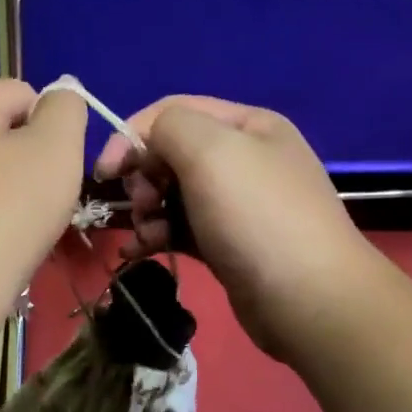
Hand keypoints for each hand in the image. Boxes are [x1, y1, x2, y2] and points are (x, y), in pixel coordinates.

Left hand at [0, 79, 88, 327]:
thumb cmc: (5, 215)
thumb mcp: (56, 150)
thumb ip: (66, 110)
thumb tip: (58, 101)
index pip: (20, 93)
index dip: (50, 129)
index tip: (57, 173)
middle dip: (24, 163)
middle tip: (39, 205)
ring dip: (1, 194)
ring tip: (12, 233)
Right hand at [94, 95, 369, 358]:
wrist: (307, 299)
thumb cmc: (256, 217)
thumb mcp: (210, 151)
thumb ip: (168, 127)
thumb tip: (146, 143)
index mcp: (246, 125)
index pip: (173, 112)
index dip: (132, 135)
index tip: (104, 173)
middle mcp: (244, 158)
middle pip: (171, 153)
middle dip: (143, 177)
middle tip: (141, 206)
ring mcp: (237, 204)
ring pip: (173, 195)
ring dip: (147, 211)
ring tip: (145, 236)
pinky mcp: (229, 244)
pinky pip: (181, 229)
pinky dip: (157, 236)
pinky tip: (137, 253)